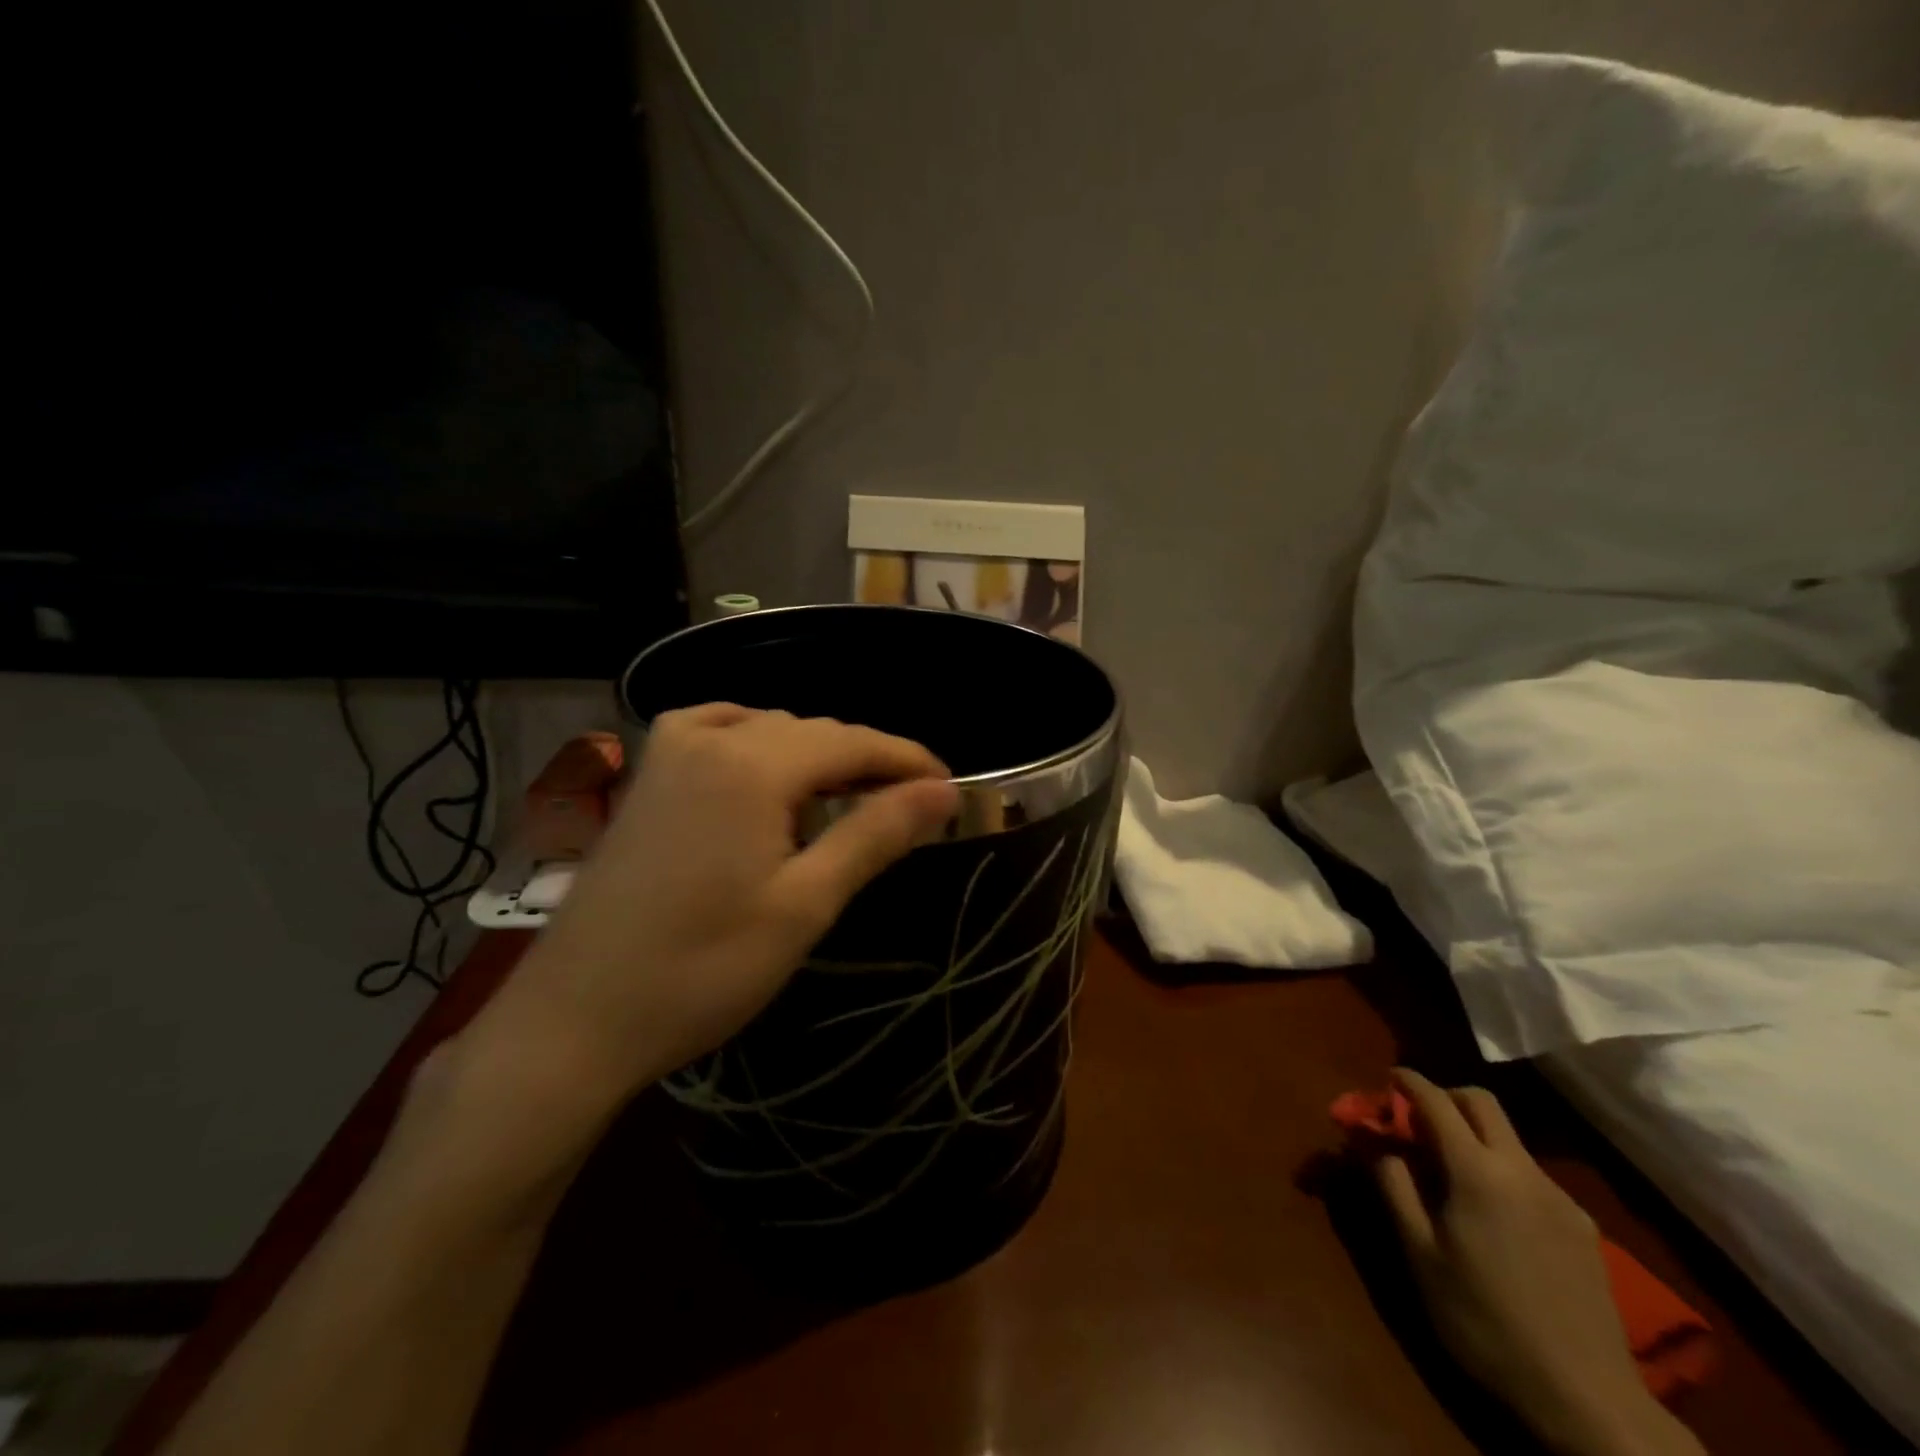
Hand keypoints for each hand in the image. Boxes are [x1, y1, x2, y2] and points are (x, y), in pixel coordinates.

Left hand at [470, 705, 958, 1110]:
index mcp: (753, 764)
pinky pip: (718, 733)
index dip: (908, 759)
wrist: (575, 1018)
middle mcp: (710, 737)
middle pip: (813, 731)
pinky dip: (759, 744)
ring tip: (851, 799)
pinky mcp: (646, 776)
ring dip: (817, 756)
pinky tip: (767, 770)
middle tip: (910, 806)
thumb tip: (943, 791)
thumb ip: (875, 834)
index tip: (949, 788)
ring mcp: (668, 752)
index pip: (854, 741)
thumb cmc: (701, 969)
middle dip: (866, 760)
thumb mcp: (805, 904)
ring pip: (768, 729)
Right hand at [1376, 1069, 1703, 1455]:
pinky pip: (1530, 1174)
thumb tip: (1372, 1138)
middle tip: (1416, 1119)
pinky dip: (1499, 1168)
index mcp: (1477, 1171)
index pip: (1436, 1101)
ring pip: (1508, 1138)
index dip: (1407, 1082)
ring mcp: (1558, 1197)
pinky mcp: (1582, 1226)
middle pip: (1481, 1103)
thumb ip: (1393, 1184)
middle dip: (1445, 1097)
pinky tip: (1491, 1214)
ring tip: (1448, 1173)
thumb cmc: (1483, 1320)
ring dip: (1473, 1135)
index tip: (1386, 1078)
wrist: (1587, 1399)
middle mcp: (1521, 1169)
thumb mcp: (1420, 1253)